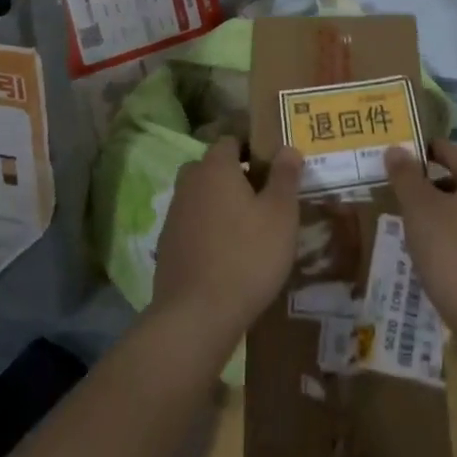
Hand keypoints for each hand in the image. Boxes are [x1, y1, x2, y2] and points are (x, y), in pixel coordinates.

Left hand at [153, 140, 302, 345]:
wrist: (196, 316)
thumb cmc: (247, 256)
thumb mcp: (280, 214)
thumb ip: (285, 176)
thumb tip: (288, 148)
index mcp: (215, 167)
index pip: (231, 140)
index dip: (253, 148)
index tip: (274, 166)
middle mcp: (189, 183)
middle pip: (213, 167)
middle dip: (236, 175)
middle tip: (264, 196)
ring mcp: (174, 215)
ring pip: (201, 196)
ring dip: (221, 203)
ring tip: (249, 227)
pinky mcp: (168, 246)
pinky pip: (193, 224)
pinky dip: (208, 230)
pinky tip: (228, 253)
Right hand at [384, 141, 456, 343]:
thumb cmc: (455, 257)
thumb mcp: (419, 211)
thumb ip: (405, 176)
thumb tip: (396, 150)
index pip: (450, 151)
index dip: (421, 156)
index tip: (398, 170)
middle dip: (437, 191)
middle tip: (408, 210)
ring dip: (456, 219)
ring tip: (428, 240)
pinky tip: (455, 266)